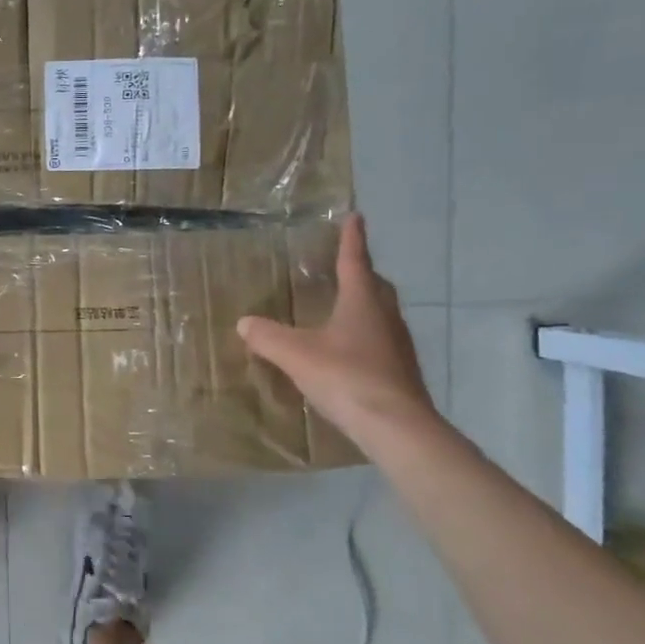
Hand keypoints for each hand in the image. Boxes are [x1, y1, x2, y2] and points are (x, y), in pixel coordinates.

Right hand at [237, 214, 435, 446]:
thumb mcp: (295, 354)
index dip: (353, 240)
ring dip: (365, 305)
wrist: (395, 426)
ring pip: (381, 314)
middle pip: (376, 287)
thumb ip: (267, 337)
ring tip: (343, 307)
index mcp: (361, 303)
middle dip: (362, 273)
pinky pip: (381, 340)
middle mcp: (385, 317)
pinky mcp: (400, 371)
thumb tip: (244, 323)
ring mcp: (397, 345)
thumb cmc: (345, 377)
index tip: (355, 217)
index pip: (356, 262)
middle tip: (347, 266)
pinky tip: (349, 349)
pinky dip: (365, 334)